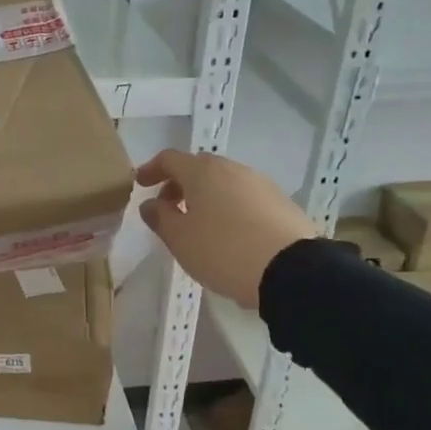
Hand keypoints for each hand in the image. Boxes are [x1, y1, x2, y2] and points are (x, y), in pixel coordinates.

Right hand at [135, 150, 315, 308]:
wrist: (290, 270)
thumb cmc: (222, 250)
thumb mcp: (179, 239)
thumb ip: (160, 217)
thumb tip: (151, 204)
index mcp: (203, 172)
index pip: (170, 159)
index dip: (151, 169)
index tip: (140, 184)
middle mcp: (232, 169)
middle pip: (198, 168)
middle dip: (179, 184)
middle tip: (167, 207)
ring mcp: (260, 184)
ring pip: (223, 183)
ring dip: (205, 197)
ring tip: (197, 225)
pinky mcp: (281, 203)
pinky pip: (244, 198)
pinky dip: (228, 208)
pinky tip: (227, 233)